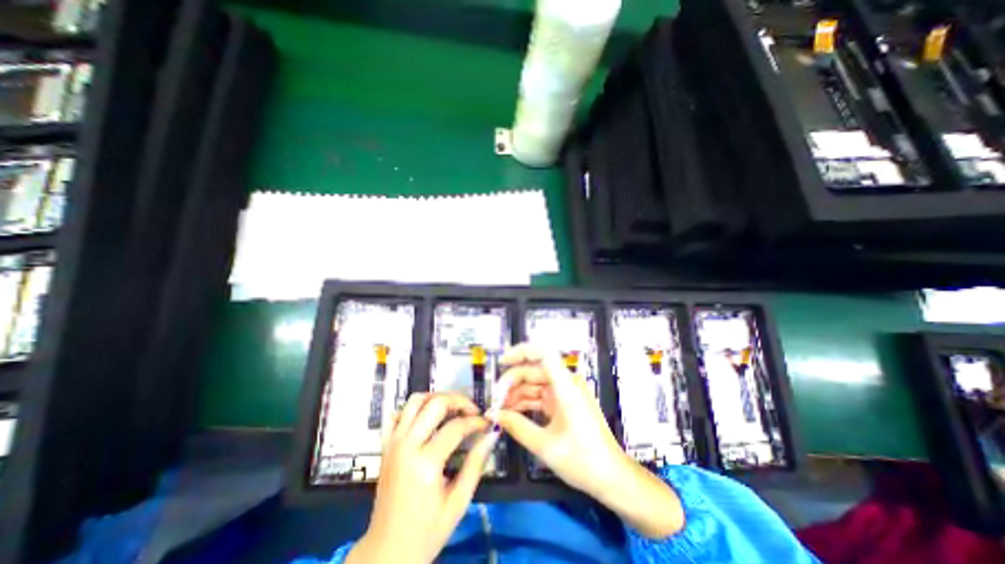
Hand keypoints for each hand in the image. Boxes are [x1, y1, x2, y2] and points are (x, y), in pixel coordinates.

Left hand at [349, 391, 499, 563]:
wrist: (387, 553)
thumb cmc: (426, 533)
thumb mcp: (458, 502)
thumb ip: (476, 464)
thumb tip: (492, 434)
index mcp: (425, 464)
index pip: (456, 427)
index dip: (476, 422)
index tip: (487, 423)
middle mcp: (406, 446)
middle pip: (435, 404)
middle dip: (459, 401)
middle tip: (472, 411)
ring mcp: (393, 443)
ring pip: (415, 401)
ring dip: (436, 398)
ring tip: (452, 408)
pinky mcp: (385, 446)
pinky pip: (396, 414)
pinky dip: (412, 409)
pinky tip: (426, 417)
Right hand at [489, 341, 624, 495]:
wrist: (612, 477)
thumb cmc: (583, 461)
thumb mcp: (546, 446)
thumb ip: (517, 427)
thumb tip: (493, 414)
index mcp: (566, 386)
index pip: (544, 353)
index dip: (521, 351)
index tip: (502, 362)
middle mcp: (566, 383)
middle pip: (533, 370)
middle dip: (511, 382)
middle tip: (494, 401)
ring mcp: (565, 392)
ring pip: (534, 383)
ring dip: (516, 394)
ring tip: (498, 410)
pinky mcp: (563, 402)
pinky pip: (540, 396)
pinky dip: (525, 403)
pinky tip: (511, 414)